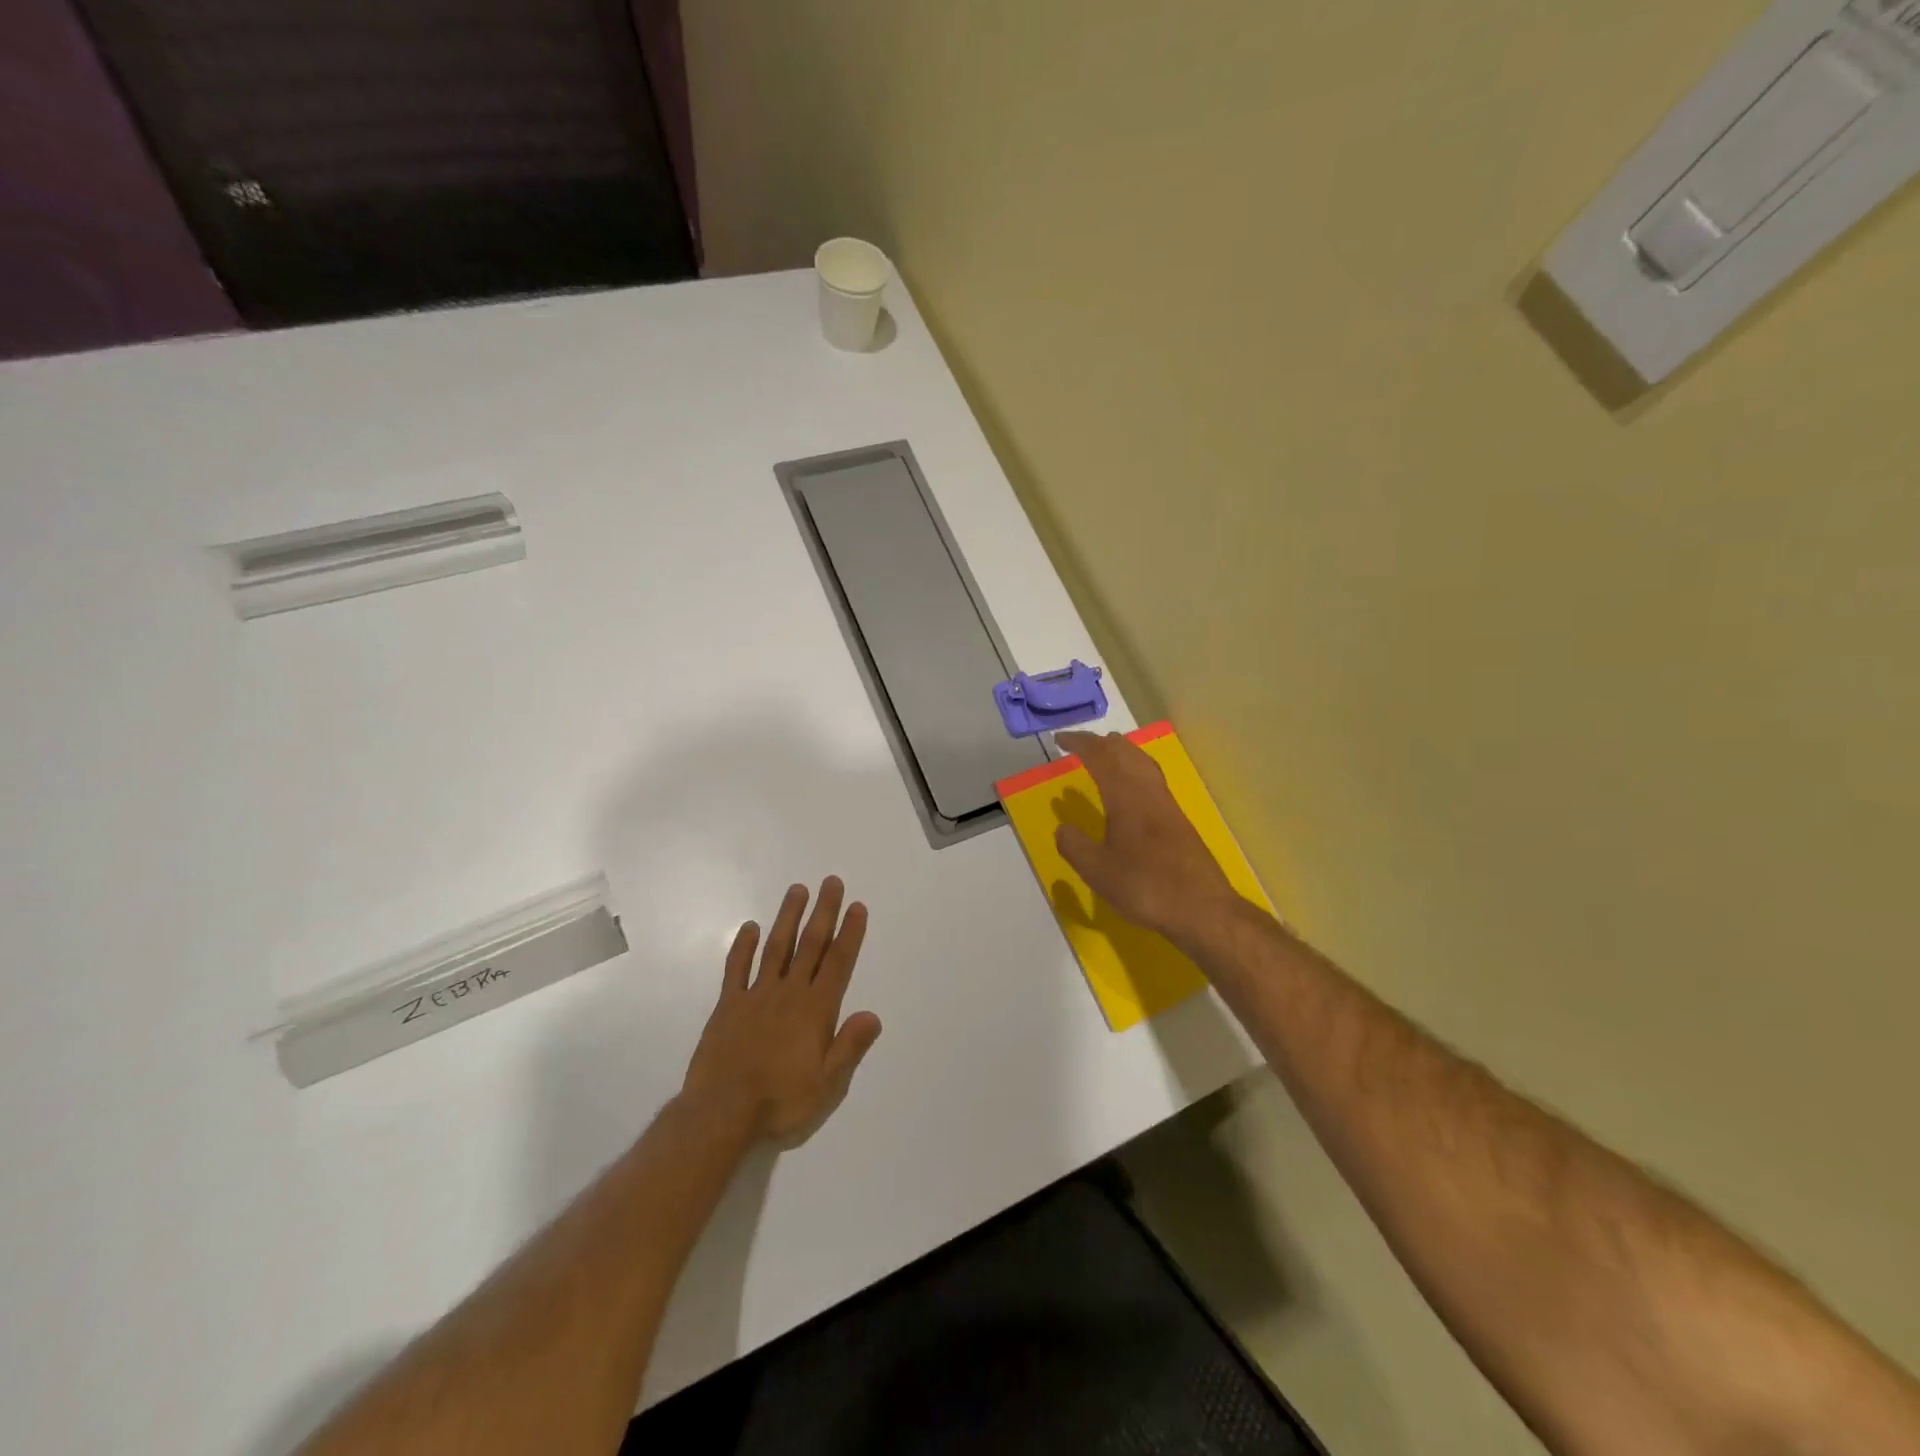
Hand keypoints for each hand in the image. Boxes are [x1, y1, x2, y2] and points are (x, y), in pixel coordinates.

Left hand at [680, 877, 882, 1148]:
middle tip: (831, 882)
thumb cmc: (781, 1103)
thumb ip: (850, 1046)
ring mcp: (756, 996)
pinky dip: (743, 946)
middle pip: (810, 945)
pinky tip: (750, 927)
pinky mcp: (728, 1006)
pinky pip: (737, 969)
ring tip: (798, 890)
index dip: (849, 934)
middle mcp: (789, 994)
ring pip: (776, 947)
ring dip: (788, 917)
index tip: (856, 906)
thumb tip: (873, 1014)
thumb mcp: (828, 1085)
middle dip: (823, 912)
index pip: (838, 963)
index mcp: (816, 1010)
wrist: (721, 1114)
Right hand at [1054, 731, 1240, 946]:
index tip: (1060, 740)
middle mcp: (1148, 792)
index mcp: (1126, 797)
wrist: (1202, 909)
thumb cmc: (1145, 886)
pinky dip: (1135, 770)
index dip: (1080, 744)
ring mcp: (1167, 805)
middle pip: (1126, 753)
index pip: (1101, 757)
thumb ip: (1075, 847)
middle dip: (1102, 743)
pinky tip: (1132, 790)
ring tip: (1107, 754)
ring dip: (1123, 753)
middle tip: (1081, 745)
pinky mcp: (1178, 821)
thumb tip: (1062, 829)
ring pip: (1144, 763)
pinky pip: (1152, 779)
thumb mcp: (1098, 871)